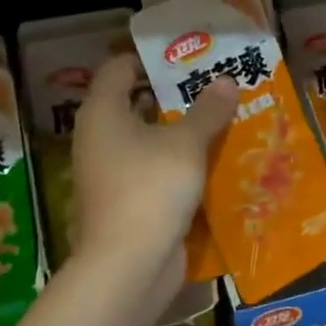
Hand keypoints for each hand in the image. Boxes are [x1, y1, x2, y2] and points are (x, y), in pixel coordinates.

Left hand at [69, 53, 237, 298]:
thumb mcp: (187, 144)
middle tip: (214, 87)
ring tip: (221, 122)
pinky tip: (212, 164)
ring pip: (147, 142)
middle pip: (135, 104)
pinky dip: (177, 166)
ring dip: (180, 134)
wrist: (126, 267)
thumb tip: (225, 79)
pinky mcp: (124, 203)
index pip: (119, 68)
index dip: (150, 59)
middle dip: (174, 97)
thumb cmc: (150, 188)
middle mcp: (99, 138)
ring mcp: (109, 174)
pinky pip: (153, 172)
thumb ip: (207, 110)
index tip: (188, 58)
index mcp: (103, 112)